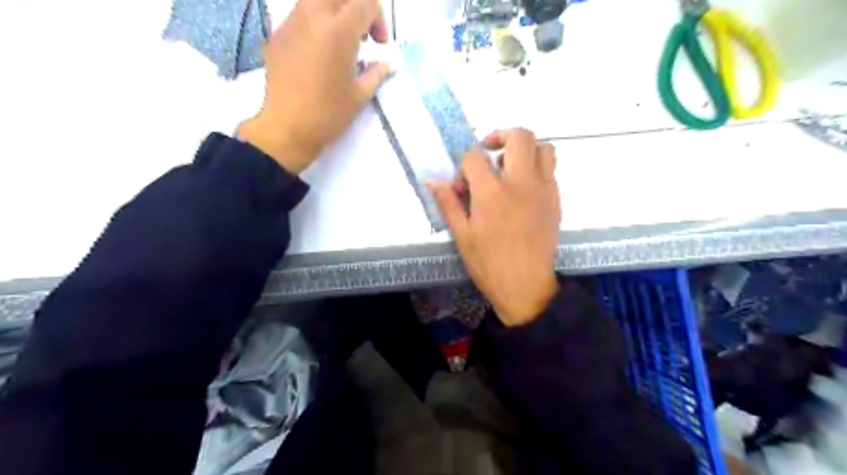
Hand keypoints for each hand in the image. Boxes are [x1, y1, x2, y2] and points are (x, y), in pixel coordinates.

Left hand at [236, 0, 391, 172]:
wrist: (286, 128)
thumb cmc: (328, 114)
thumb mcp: (360, 96)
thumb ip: (376, 74)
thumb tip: (386, 65)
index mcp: (338, 32)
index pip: (364, 3)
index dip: (378, 19)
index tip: (379, 44)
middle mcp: (313, 17)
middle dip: (356, 9)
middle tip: (362, 36)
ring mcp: (291, 24)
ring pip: (316, 0)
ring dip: (335, 12)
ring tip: (340, 43)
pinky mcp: (277, 36)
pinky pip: (300, 15)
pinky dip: (316, 24)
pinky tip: (318, 54)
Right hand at [431, 130, 560, 329]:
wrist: (527, 287)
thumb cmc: (489, 264)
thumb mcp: (462, 236)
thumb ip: (448, 203)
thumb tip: (432, 181)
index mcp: (492, 193)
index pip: (475, 157)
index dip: (463, 168)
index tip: (461, 189)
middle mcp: (521, 183)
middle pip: (519, 136)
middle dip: (500, 136)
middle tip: (489, 152)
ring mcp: (543, 189)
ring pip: (543, 147)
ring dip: (525, 149)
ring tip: (510, 167)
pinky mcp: (556, 199)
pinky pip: (551, 169)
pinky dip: (536, 167)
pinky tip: (523, 189)